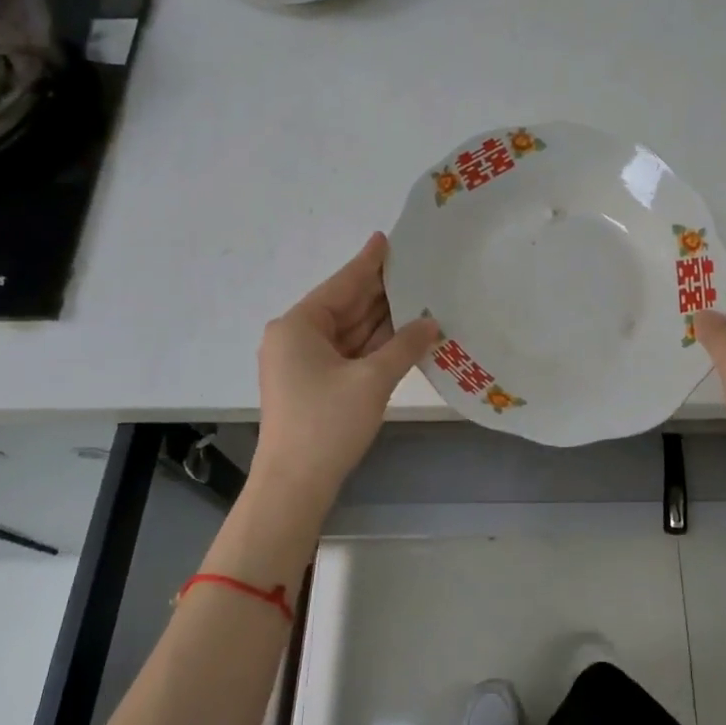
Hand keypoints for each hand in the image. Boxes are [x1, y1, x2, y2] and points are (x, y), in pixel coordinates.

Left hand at [252, 233, 439, 511]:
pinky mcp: (314, 384)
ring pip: (349, 330)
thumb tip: (431, 322)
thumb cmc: (327, 424)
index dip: (368, 262)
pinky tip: (404, 333)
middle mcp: (296, 337)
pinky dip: (374, 344)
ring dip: (382, 320)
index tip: (387, 238)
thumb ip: (404, 345)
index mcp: (299, 325)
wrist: (294, 486)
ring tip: (419, 296)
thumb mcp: (371, 380)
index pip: (342, 284)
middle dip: (381, 291)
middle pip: (345, 305)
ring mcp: (303, 362)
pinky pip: (348, 352)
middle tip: (416, 268)